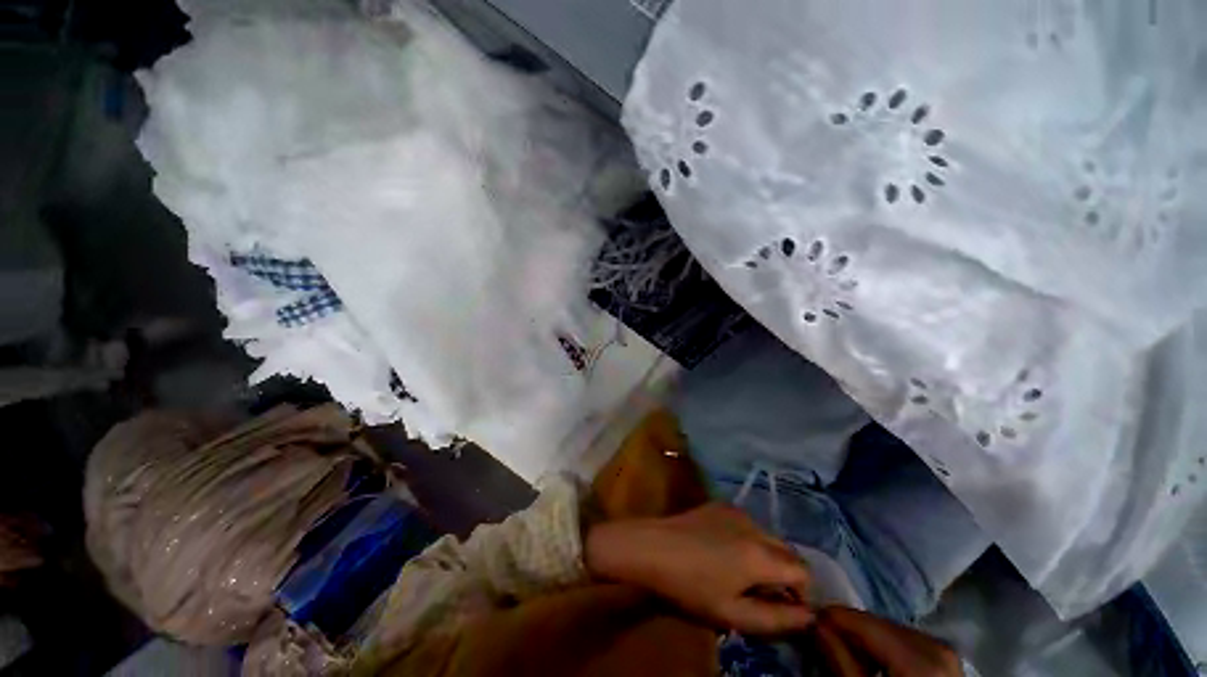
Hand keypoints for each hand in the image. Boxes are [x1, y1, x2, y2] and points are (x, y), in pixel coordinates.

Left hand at [585, 502, 812, 633]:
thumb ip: (777, 620)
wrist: (651, 547)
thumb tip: (809, 617)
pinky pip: (747, 524)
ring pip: (767, 536)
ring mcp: (735, 510)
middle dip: (785, 574)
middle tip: (762, 594)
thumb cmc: (689, 587)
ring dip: (766, 556)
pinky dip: (748, 540)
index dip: (802, 594)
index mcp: (761, 554)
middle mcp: (754, 525)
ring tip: (741, 574)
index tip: (783, 608)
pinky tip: (723, 552)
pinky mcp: (719, 504)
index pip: (804, 571)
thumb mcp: (733, 614)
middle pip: (788, 551)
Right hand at [813, 607, 960, 675]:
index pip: (863, 621)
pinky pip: (910, 643)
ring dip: (869, 639)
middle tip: (827, 640)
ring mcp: (948, 654)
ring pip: (894, 631)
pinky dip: (889, 648)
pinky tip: (878, 663)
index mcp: (919, 658)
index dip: (832, 619)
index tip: (810, 621)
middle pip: (879, 624)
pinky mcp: (950, 664)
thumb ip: (841, 660)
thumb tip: (817, 623)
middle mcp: (938, 647)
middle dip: (852, 630)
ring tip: (851, 654)